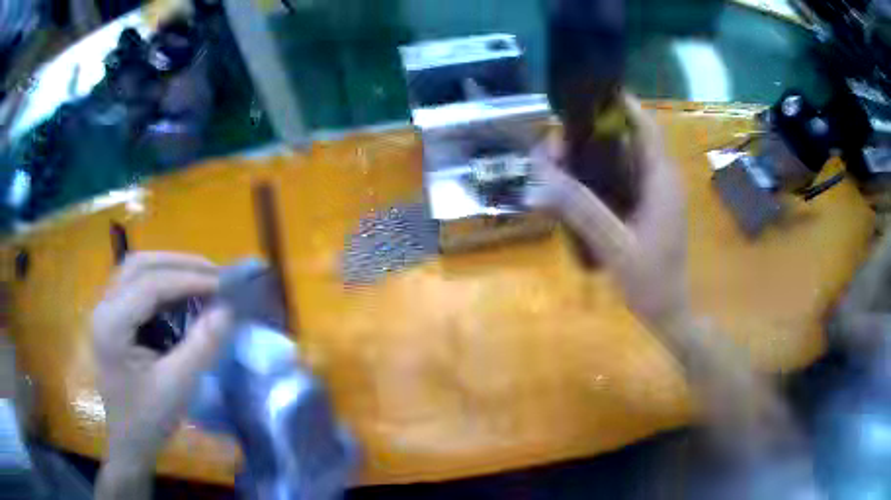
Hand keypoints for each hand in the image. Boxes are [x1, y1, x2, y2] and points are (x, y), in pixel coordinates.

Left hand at [92, 252, 231, 498]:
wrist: (129, 441)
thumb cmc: (149, 419)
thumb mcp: (178, 386)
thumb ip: (202, 346)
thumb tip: (228, 309)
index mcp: (111, 325)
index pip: (149, 285)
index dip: (187, 278)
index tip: (223, 284)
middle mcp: (103, 307)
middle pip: (139, 265)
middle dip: (178, 264)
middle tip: (214, 274)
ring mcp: (106, 310)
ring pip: (136, 269)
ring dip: (169, 268)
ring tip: (201, 278)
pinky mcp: (113, 316)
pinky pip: (136, 285)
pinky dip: (162, 282)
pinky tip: (181, 293)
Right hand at [531, 94, 803, 461]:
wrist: (670, 312)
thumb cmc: (651, 281)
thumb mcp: (615, 245)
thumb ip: (582, 209)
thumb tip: (542, 177)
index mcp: (661, 180)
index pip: (645, 127)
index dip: (622, 105)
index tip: (591, 94)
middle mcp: (661, 179)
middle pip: (629, 140)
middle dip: (595, 132)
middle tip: (558, 141)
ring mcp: (656, 195)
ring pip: (625, 160)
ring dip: (596, 154)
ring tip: (560, 157)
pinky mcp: (649, 208)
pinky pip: (625, 179)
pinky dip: (602, 174)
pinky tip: (578, 183)